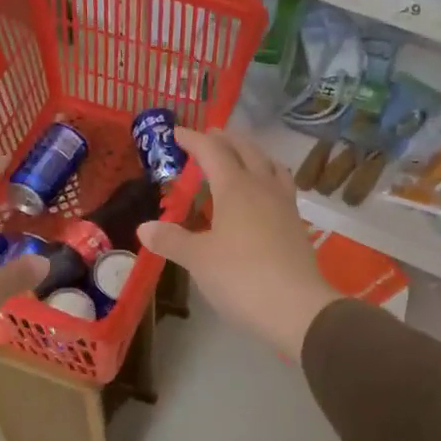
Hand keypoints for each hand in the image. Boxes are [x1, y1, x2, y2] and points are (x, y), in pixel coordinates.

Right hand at [137, 129, 339, 360]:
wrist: (296, 307)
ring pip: (270, 165)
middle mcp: (262, 187)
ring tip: (241, 156)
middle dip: (226, 140)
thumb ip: (171, 240)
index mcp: (235, 188)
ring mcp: (284, 205)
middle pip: (246, 150)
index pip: (212, 152)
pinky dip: (269, 176)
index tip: (177, 133)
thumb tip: (144, 227)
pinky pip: (282, 186)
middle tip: (210, 136)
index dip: (194, 140)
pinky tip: (264, 193)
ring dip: (253, 153)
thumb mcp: (198, 260)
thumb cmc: (241, 278)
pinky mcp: (297, 224)